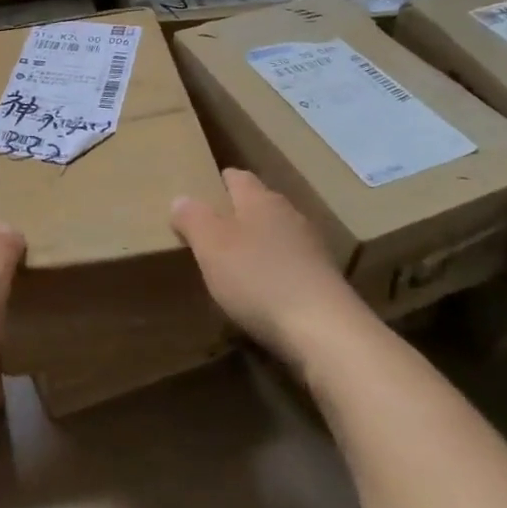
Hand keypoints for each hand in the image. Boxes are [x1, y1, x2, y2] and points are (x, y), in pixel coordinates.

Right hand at [171, 168, 365, 362]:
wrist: (325, 330)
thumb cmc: (258, 278)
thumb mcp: (211, 246)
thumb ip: (193, 218)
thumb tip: (181, 198)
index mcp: (260, 199)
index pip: (237, 177)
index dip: (219, 182)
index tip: (202, 192)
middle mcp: (289, 214)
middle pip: (259, 205)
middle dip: (237, 214)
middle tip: (211, 232)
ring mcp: (311, 247)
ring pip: (277, 234)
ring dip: (258, 244)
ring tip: (235, 263)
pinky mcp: (324, 279)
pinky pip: (291, 265)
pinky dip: (275, 271)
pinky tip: (263, 292)